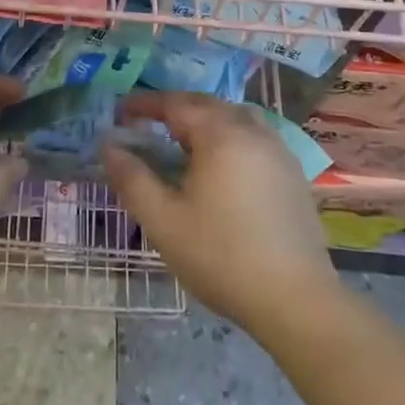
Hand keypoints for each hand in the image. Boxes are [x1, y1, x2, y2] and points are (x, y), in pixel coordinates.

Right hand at [103, 91, 337, 338]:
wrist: (296, 300)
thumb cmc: (222, 257)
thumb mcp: (163, 221)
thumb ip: (132, 178)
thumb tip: (108, 145)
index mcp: (219, 134)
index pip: (175, 104)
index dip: (145, 104)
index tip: (121, 112)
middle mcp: (251, 130)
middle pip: (207, 104)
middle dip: (174, 109)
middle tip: (147, 124)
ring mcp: (277, 149)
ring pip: (234, 117)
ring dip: (205, 120)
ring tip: (183, 141)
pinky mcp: (292, 172)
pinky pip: (254, 136)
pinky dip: (229, 136)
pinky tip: (221, 165)